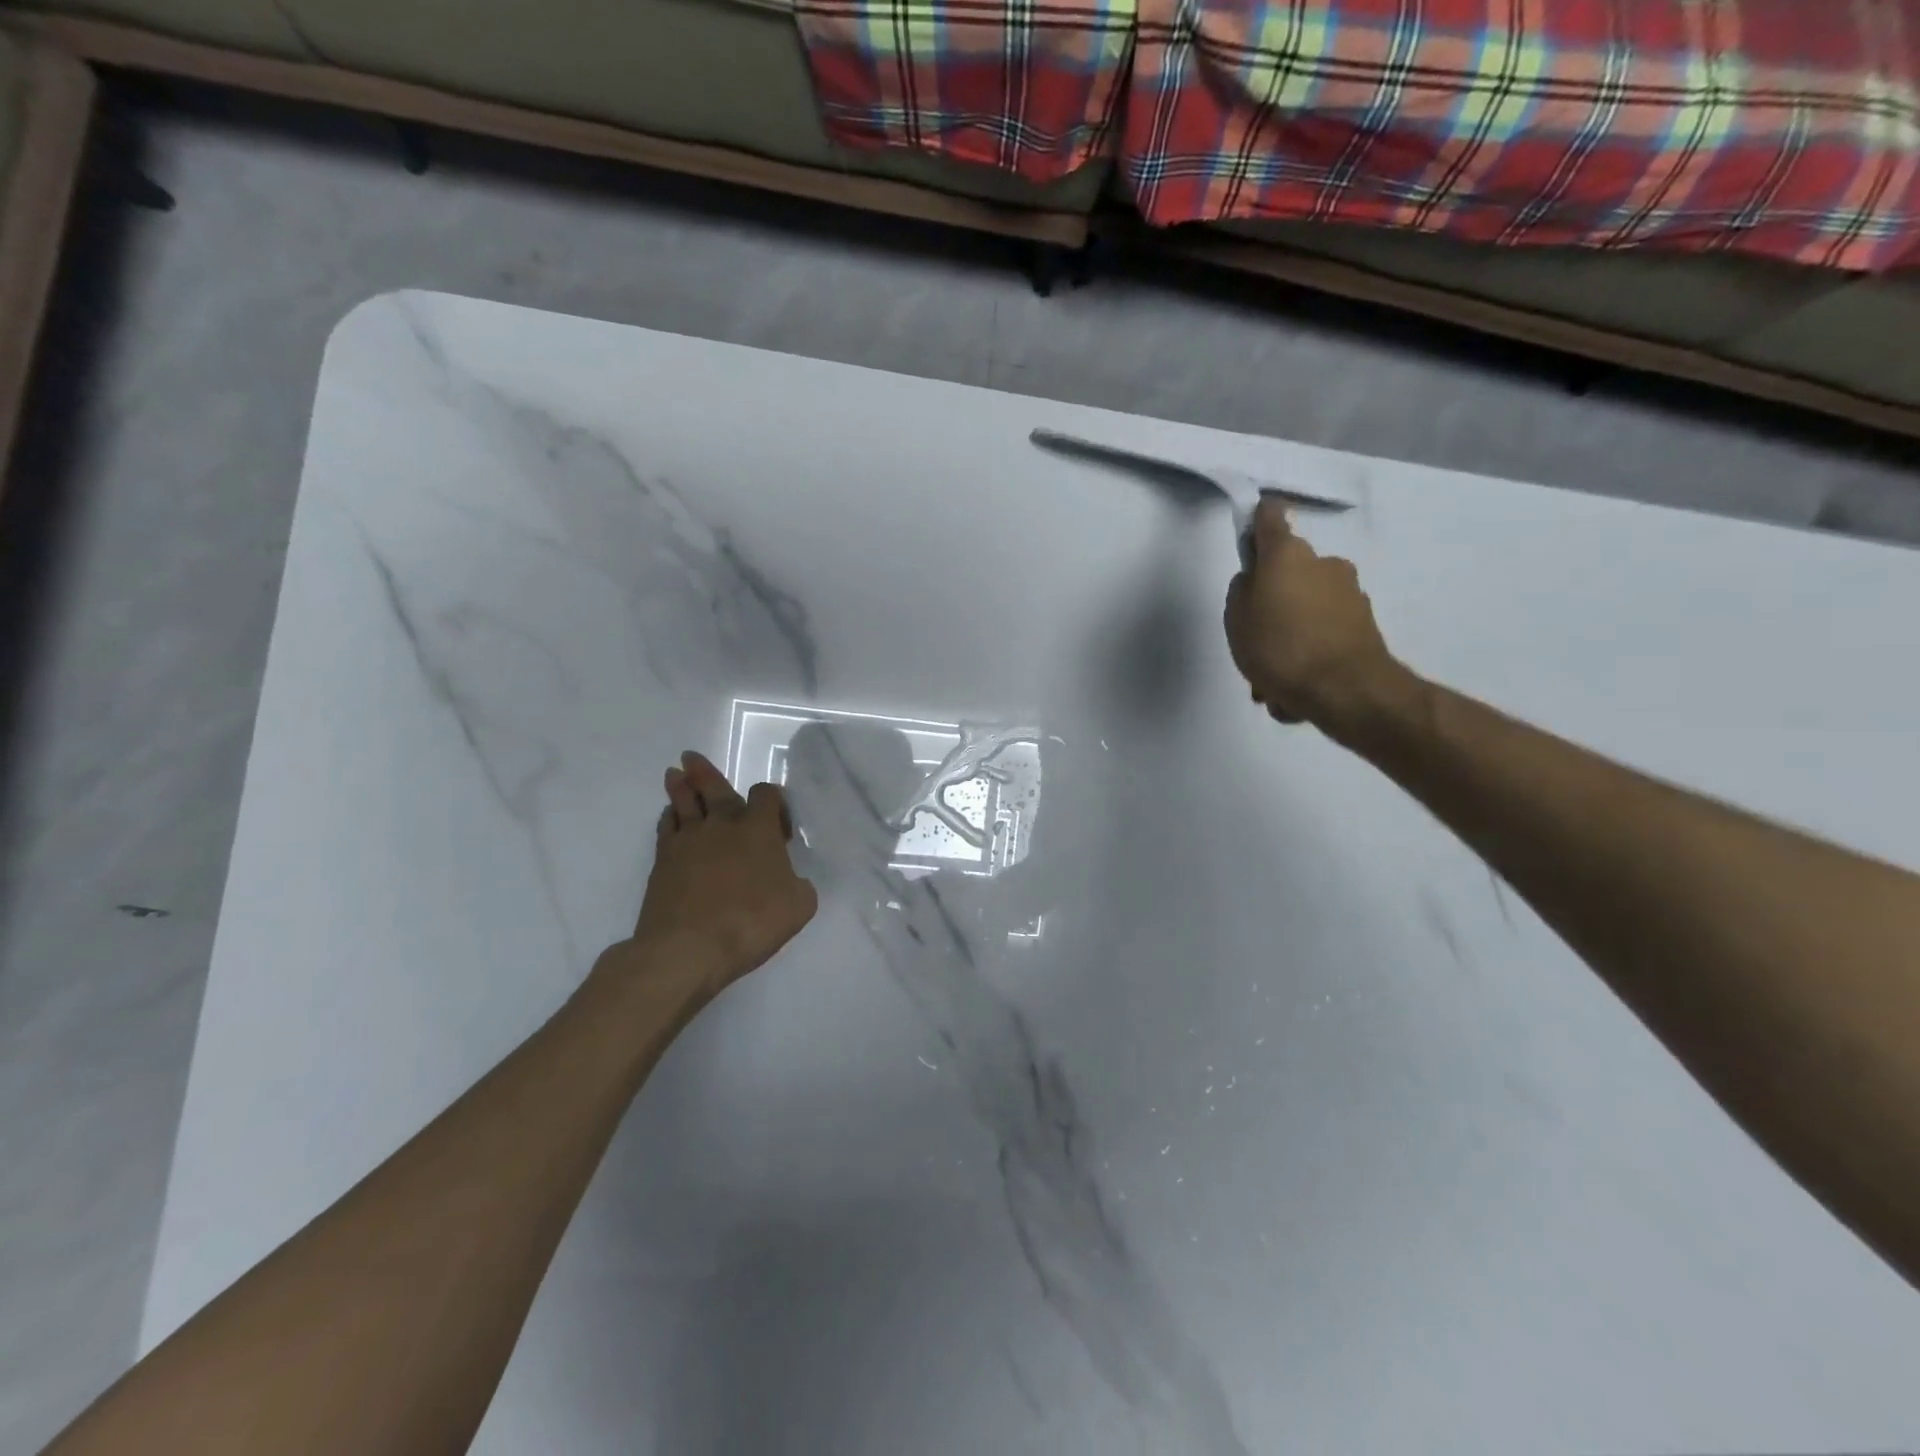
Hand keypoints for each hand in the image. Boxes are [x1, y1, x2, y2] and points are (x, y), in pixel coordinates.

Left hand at [614, 751, 818, 1000]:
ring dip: (680, 787)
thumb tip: (790, 880)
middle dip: (704, 772)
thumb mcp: (799, 906)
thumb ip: (799, 885)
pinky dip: (669, 818)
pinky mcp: (662, 861)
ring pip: (683, 803)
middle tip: (690, 758)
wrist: (688, 947)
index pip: (766, 795)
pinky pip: (666, 828)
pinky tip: (670, 817)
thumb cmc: (751, 922)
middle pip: (713, 787)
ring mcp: (687, 840)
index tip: (779, 825)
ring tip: (675, 774)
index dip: (774, 801)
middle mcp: (722, 825)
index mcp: (757, 829)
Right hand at [1223, 501, 1410, 735]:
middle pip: (1289, 573)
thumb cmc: (1280, 647)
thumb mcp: (1236, 620)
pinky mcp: (1364, 626)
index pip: (1270, 518)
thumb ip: (1241, 592)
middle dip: (1272, 602)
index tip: (1248, 533)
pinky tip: (1293, 692)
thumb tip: (1254, 583)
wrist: (1345, 690)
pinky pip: (1322, 636)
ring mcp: (1349, 594)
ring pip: (1305, 610)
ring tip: (1271, 680)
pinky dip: (1308, 656)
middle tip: (1254, 639)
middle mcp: (1324, 564)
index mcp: (1288, 555)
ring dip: (1289, 637)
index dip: (1256, 521)